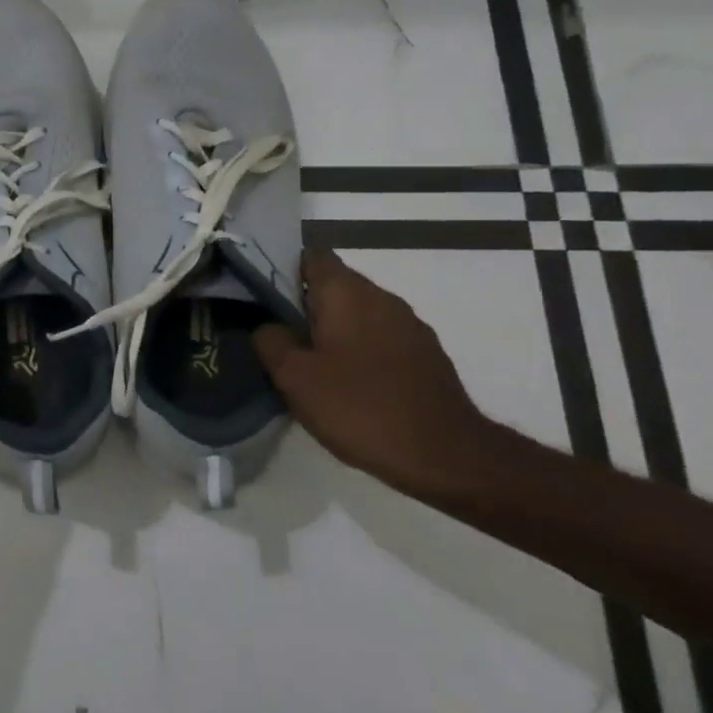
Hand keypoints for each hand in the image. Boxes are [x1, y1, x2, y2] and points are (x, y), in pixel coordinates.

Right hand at [253, 247, 498, 495]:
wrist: (447, 457)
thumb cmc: (361, 408)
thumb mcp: (295, 377)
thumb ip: (271, 341)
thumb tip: (268, 326)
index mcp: (346, 292)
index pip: (311, 256)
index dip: (284, 269)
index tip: (264, 296)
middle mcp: (381, 297)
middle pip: (334, 285)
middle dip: (306, 304)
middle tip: (279, 335)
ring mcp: (409, 326)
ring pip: (359, 313)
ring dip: (334, 329)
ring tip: (312, 362)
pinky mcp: (426, 355)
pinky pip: (381, 338)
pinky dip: (360, 350)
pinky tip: (349, 383)